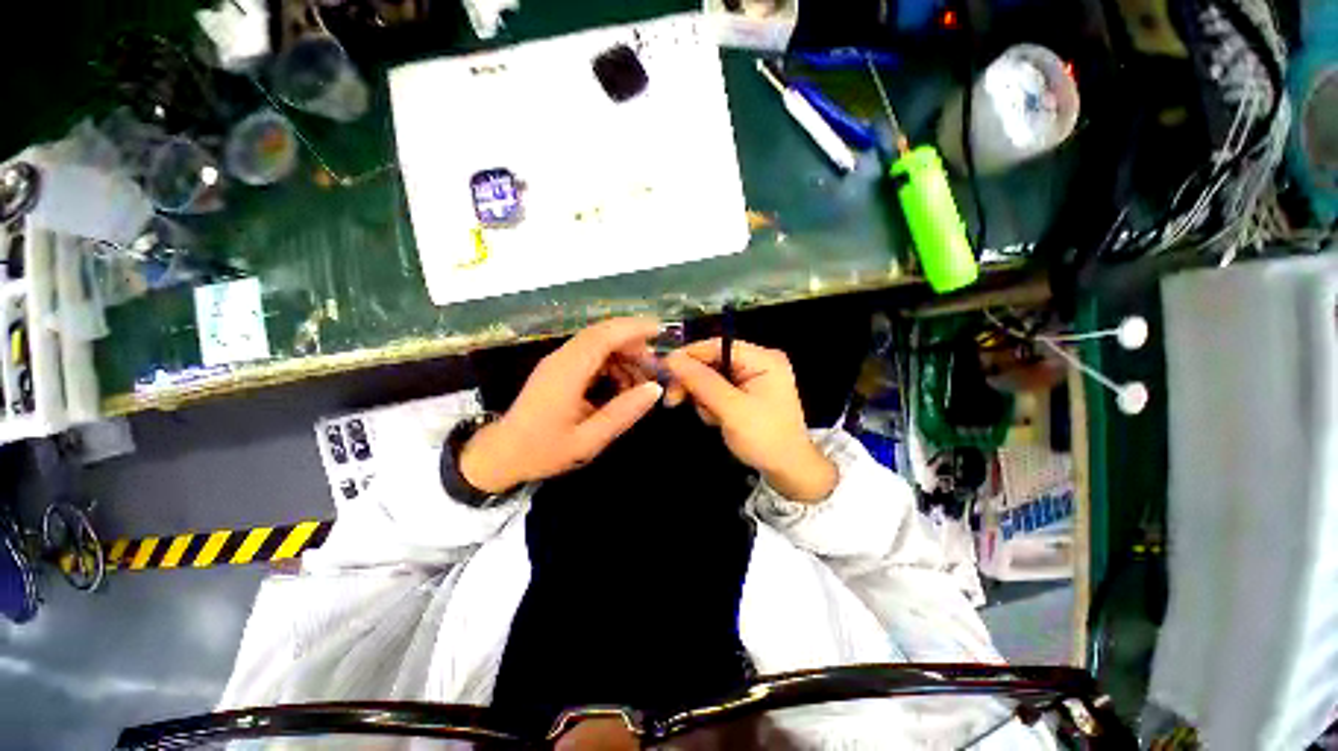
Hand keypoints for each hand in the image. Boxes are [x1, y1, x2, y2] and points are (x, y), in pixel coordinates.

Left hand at [460, 317, 663, 492]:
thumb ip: (622, 413)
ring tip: (639, 380)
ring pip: (596, 342)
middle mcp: (561, 359)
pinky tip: (619, 384)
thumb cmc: (544, 451)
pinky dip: (610, 362)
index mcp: (567, 373)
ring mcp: (557, 361)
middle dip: (632, 342)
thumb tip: (655, 389)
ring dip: (622, 353)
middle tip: (653, 365)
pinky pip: (589, 354)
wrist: (502, 454)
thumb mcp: (589, 440)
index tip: (659, 331)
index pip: (603, 337)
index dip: (633, 329)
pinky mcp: (557, 368)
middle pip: (601, 334)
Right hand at [663, 339, 836, 503]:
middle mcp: (757, 362)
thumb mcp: (731, 409)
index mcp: (762, 359)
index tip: (664, 370)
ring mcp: (752, 379)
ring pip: (711, 378)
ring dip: (703, 398)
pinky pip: (718, 391)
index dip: (688, 355)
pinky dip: (711, 405)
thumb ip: (701, 382)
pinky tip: (717, 420)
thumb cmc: (765, 439)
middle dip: (694, 382)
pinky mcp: (746, 394)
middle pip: (712, 361)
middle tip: (673, 400)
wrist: (789, 472)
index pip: (717, 345)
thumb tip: (671, 359)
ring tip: (711, 419)